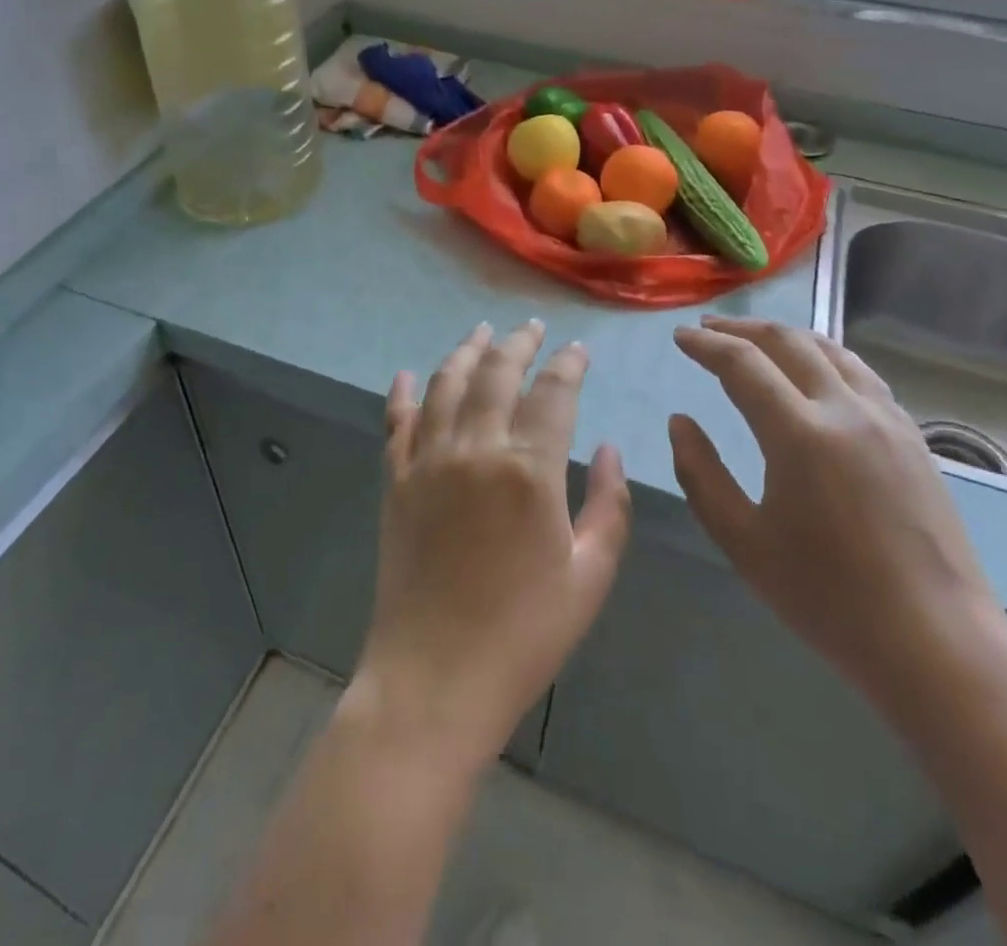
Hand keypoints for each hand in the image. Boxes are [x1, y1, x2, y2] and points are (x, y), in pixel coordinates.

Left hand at [353, 320, 632, 767]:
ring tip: (481, 331)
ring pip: (445, 385)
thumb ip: (609, 505)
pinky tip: (405, 373)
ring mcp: (428, 461)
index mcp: (529, 470)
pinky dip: (401, 393)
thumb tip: (610, 448)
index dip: (569, 365)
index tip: (578, 349)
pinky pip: (396, 423)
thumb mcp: (590, 577)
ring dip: (465, 352)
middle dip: (518, 343)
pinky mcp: (396, 482)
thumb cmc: (524, 634)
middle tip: (531, 327)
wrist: (435, 679)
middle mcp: (475, 449)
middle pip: (496, 373)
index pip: (553, 393)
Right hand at [670, 317, 1006, 710]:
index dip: (706, 345)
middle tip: (708, 328)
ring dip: (785, 336)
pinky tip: (814, 372)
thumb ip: (701, 474)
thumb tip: (680, 422)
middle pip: (788, 342)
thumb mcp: (743, 542)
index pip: (743, 364)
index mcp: (800, 434)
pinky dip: (824, 357)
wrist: (937, 644)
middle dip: (741, 329)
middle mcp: (846, 410)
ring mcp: (888, 419)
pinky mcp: (913, 437)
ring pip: (831, 350)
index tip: (680, 336)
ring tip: (755, 340)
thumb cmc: (828, 599)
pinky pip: (861, 374)